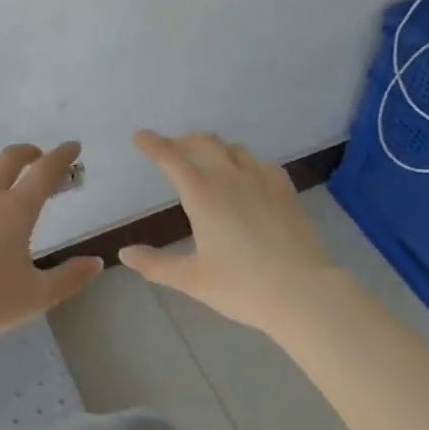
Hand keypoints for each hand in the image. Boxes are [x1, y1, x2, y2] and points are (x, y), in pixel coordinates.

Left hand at [0, 141, 103, 341]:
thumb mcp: (38, 295)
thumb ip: (70, 277)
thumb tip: (95, 262)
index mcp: (17, 210)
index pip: (45, 171)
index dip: (62, 155)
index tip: (73, 146)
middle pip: (9, 157)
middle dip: (28, 152)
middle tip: (38, 158)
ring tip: (1, 171)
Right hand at [119, 130, 334, 333]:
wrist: (303, 292)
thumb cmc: (242, 286)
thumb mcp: (192, 279)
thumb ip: (155, 264)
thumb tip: (125, 253)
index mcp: (202, 194)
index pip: (171, 158)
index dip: (152, 144)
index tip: (139, 136)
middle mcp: (230, 177)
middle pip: (203, 143)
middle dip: (182, 141)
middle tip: (171, 149)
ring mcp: (262, 180)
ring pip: (232, 148)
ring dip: (213, 148)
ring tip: (206, 159)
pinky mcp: (284, 190)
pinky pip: (260, 162)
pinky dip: (244, 161)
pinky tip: (246, 174)